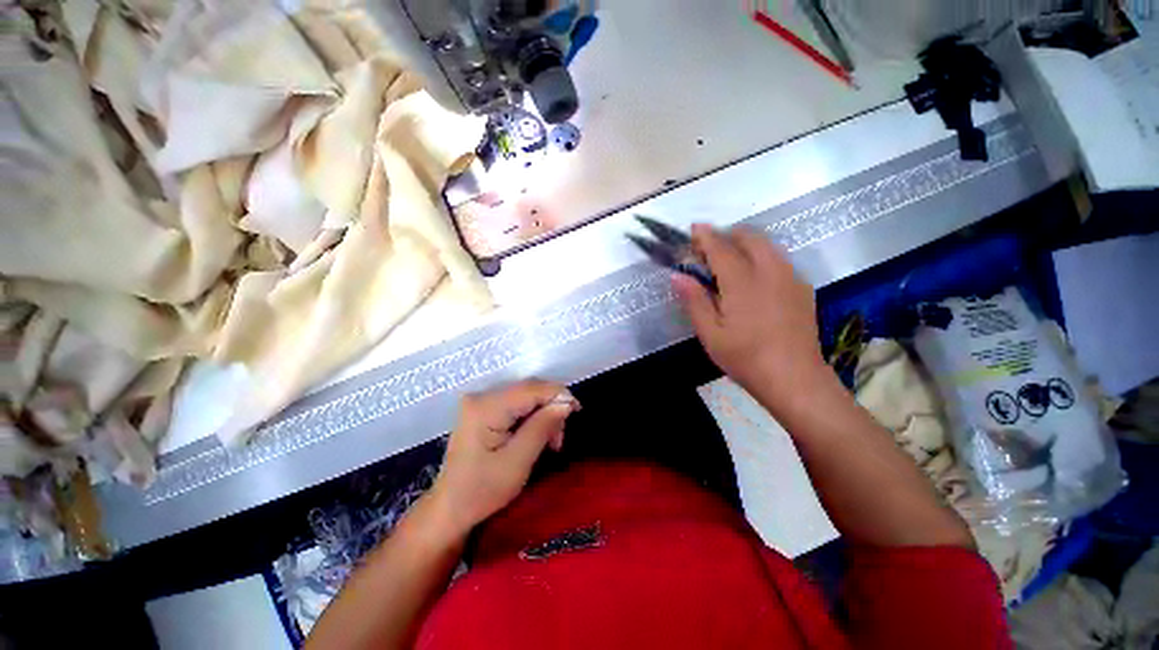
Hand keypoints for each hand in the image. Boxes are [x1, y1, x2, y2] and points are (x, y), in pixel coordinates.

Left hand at [429, 380, 579, 536]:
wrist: (449, 508)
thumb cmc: (481, 491)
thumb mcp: (517, 462)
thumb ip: (542, 427)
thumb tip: (566, 403)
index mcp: (486, 407)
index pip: (531, 389)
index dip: (558, 394)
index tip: (577, 410)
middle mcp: (481, 396)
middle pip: (529, 390)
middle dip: (551, 407)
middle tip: (560, 437)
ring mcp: (481, 402)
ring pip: (526, 396)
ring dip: (544, 414)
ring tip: (551, 441)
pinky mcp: (483, 410)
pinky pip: (517, 404)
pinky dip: (533, 417)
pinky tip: (538, 435)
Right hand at [673, 225, 828, 410]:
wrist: (795, 379)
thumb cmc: (745, 358)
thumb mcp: (710, 333)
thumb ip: (694, 300)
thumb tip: (677, 275)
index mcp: (743, 282)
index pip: (721, 248)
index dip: (705, 236)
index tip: (694, 229)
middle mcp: (770, 271)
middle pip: (749, 237)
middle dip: (727, 235)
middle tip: (709, 250)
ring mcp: (790, 278)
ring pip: (767, 245)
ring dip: (745, 243)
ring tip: (729, 260)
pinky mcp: (803, 288)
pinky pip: (779, 260)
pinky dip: (762, 257)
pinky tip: (754, 279)